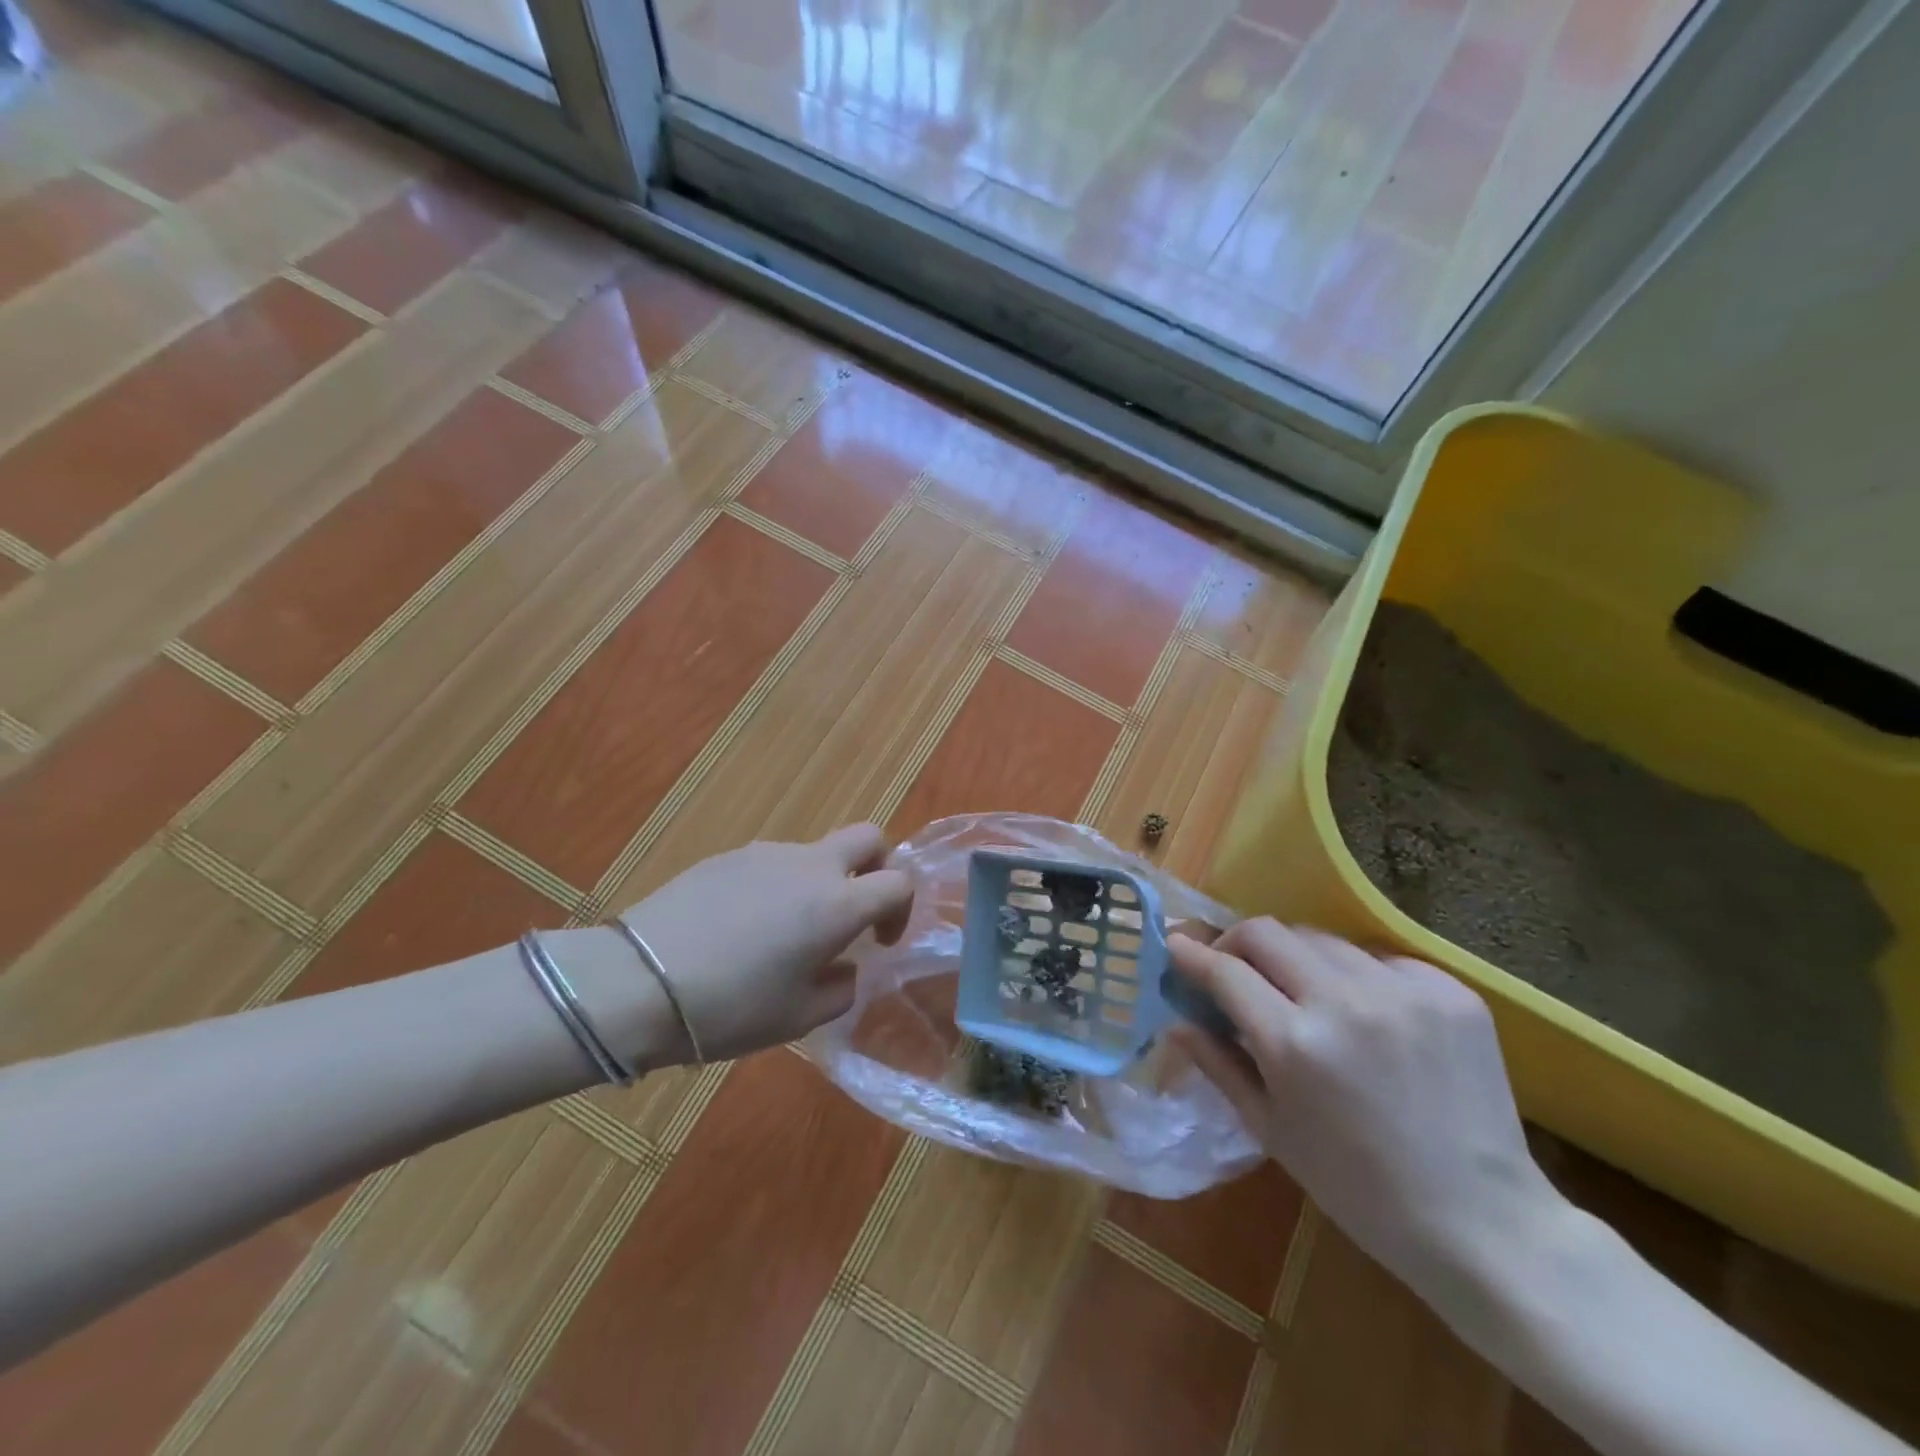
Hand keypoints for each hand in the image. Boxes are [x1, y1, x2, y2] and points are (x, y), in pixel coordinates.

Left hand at [615, 824, 912, 1062]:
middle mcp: (810, 866)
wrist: (636, 983)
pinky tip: (744, 927)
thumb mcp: (799, 1018)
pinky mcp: (728, 856)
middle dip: (877, 867)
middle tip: (856, 910)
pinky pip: (773, 863)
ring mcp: (767, 854)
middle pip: (869, 837)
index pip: (898, 882)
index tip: (879, 942)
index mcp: (837, 904)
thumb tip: (845, 967)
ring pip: (816, 852)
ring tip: (786, 934)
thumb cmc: (730, 1008)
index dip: (901, 910)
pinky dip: (780, 886)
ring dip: (821, 882)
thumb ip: (841, 988)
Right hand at [1169, 920, 1560, 1293]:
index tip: (1175, 946)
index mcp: (1295, 1044)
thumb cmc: (1358, 1189)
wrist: (1483, 1223)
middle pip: (1267, 932)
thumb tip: (1176, 1021)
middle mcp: (1345, 1002)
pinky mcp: (1449, 990)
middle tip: (1232, 969)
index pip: (1225, 970)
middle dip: (1236, 942)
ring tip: (1301, 994)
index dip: (1191, 954)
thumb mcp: (1272, 1131)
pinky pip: (1377, 958)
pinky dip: (1354, 976)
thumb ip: (1219, 1064)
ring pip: (1320, 938)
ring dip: (1295, 959)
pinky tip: (1364, 1014)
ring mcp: (1402, 990)